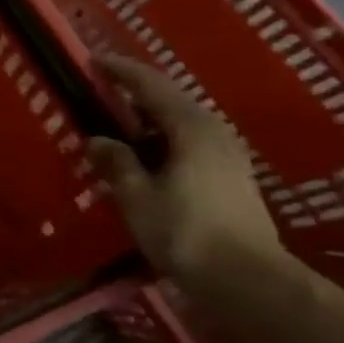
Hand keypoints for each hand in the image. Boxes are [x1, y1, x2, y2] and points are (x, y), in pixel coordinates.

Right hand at [84, 54, 286, 282]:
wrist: (249, 281)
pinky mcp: (232, 177)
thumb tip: (97, 140)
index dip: (121, 72)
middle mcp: (214, 132)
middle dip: (136, 93)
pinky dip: (163, 139)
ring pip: (181, 123)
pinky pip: (190, 142)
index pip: (151, 86)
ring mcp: (228, 155)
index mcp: (191, 128)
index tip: (94, 60)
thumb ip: (116, 163)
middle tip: (103, 91)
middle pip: (170, 100)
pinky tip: (146, 156)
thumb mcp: (137, 197)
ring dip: (149, 119)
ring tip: (119, 125)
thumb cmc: (186, 233)